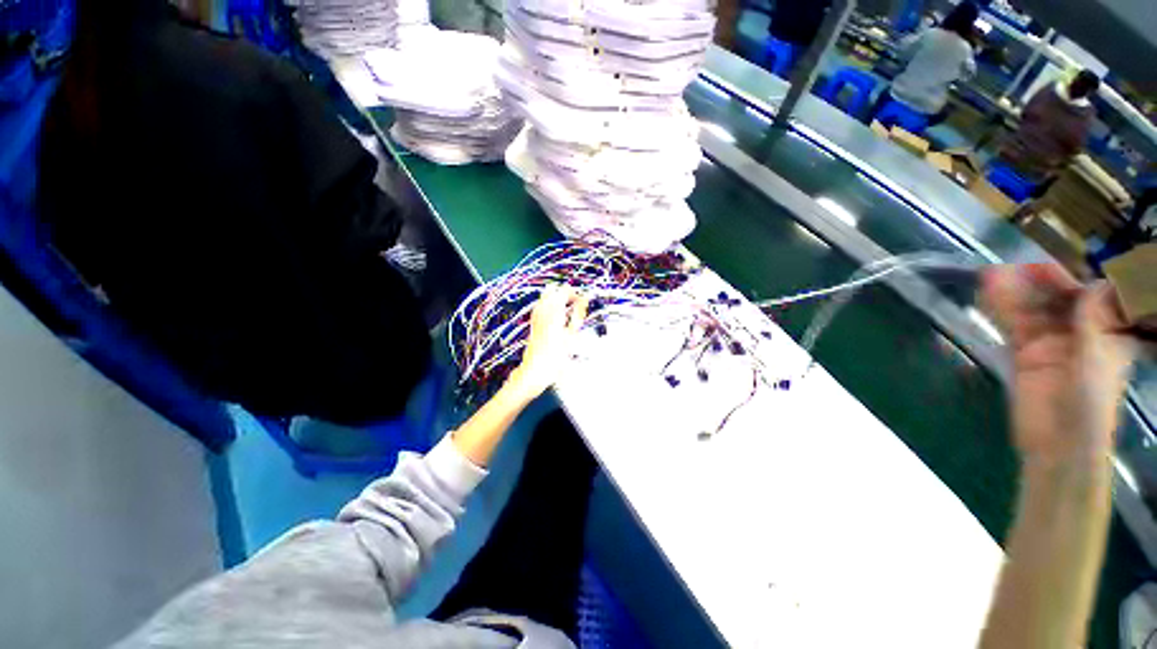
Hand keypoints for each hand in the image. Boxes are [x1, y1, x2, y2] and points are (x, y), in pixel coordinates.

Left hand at [507, 285, 589, 400]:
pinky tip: (556, 315)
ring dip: (557, 298)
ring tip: (568, 310)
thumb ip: (578, 315)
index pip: (565, 291)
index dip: (576, 294)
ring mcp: (536, 315)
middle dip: (565, 293)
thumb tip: (584, 300)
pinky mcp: (533, 322)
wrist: (535, 370)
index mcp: (554, 311)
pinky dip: (550, 305)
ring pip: (545, 296)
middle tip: (576, 304)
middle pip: (553, 290)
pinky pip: (540, 305)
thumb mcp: (572, 336)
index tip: (583, 302)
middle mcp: (542, 310)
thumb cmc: (556, 356)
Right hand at [983, 264, 1139, 463]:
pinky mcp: (1024, 354)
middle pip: (1058, 301)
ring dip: (1014, 293)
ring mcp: (1050, 344)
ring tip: (991, 275)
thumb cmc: (1088, 402)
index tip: (1049, 267)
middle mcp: (1079, 334)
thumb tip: (1094, 284)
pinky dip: (1001, 310)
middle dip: (1038, 284)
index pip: (1090, 297)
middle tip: (1014, 267)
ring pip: (1032, 311)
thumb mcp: (1097, 360)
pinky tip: (988, 295)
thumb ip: (1094, 322)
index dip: (1072, 279)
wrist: (1057, 441)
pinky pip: (1013, 326)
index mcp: (1105, 333)